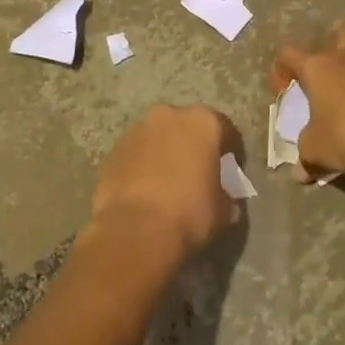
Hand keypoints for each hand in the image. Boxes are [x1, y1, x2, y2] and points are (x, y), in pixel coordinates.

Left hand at [88, 104, 241, 262]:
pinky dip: (142, 165)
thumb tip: (225, 198)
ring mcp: (137, 130)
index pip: (224, 129)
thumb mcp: (223, 210)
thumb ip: (227, 195)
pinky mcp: (113, 149)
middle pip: (187, 126)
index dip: (231, 151)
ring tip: (168, 184)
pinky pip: (136, 154)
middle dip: (193, 146)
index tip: (231, 171)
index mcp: (202, 121)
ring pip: (158, 137)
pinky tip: (145, 191)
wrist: (135, 230)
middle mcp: (168, 115)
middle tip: (198, 174)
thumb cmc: (189, 212)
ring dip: (165, 153)